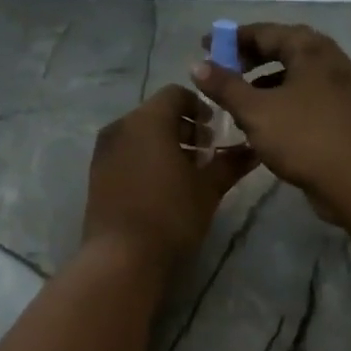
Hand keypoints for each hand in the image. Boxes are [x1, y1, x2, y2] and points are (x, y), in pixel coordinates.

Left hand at [82, 85, 256, 271]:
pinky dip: (145, 157)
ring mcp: (104, 150)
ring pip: (139, 133)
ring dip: (164, 143)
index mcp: (148, 120)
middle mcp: (121, 127)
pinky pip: (125, 152)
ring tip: (186, 172)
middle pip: (156, 113)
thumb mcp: (208, 188)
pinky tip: (161, 186)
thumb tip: (255, 149)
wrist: (121, 256)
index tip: (214, 129)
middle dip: (183, 127)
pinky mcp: (96, 173)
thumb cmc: (171, 214)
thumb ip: (230, 163)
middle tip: (205, 153)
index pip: (175, 94)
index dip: (199, 106)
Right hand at [192, 24, 350, 210]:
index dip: (232, 38)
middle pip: (283, 48)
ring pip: (294, 73)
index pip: (264, 32)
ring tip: (238, 96)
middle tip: (222, 69)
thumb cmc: (303, 137)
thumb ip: (224, 86)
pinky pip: (305, 94)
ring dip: (264, 79)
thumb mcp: (255, 110)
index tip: (205, 46)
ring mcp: (339, 86)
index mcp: (310, 49)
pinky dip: (281, 97)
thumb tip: (197, 65)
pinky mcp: (342, 111)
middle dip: (249, 57)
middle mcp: (329, 59)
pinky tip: (264, 118)